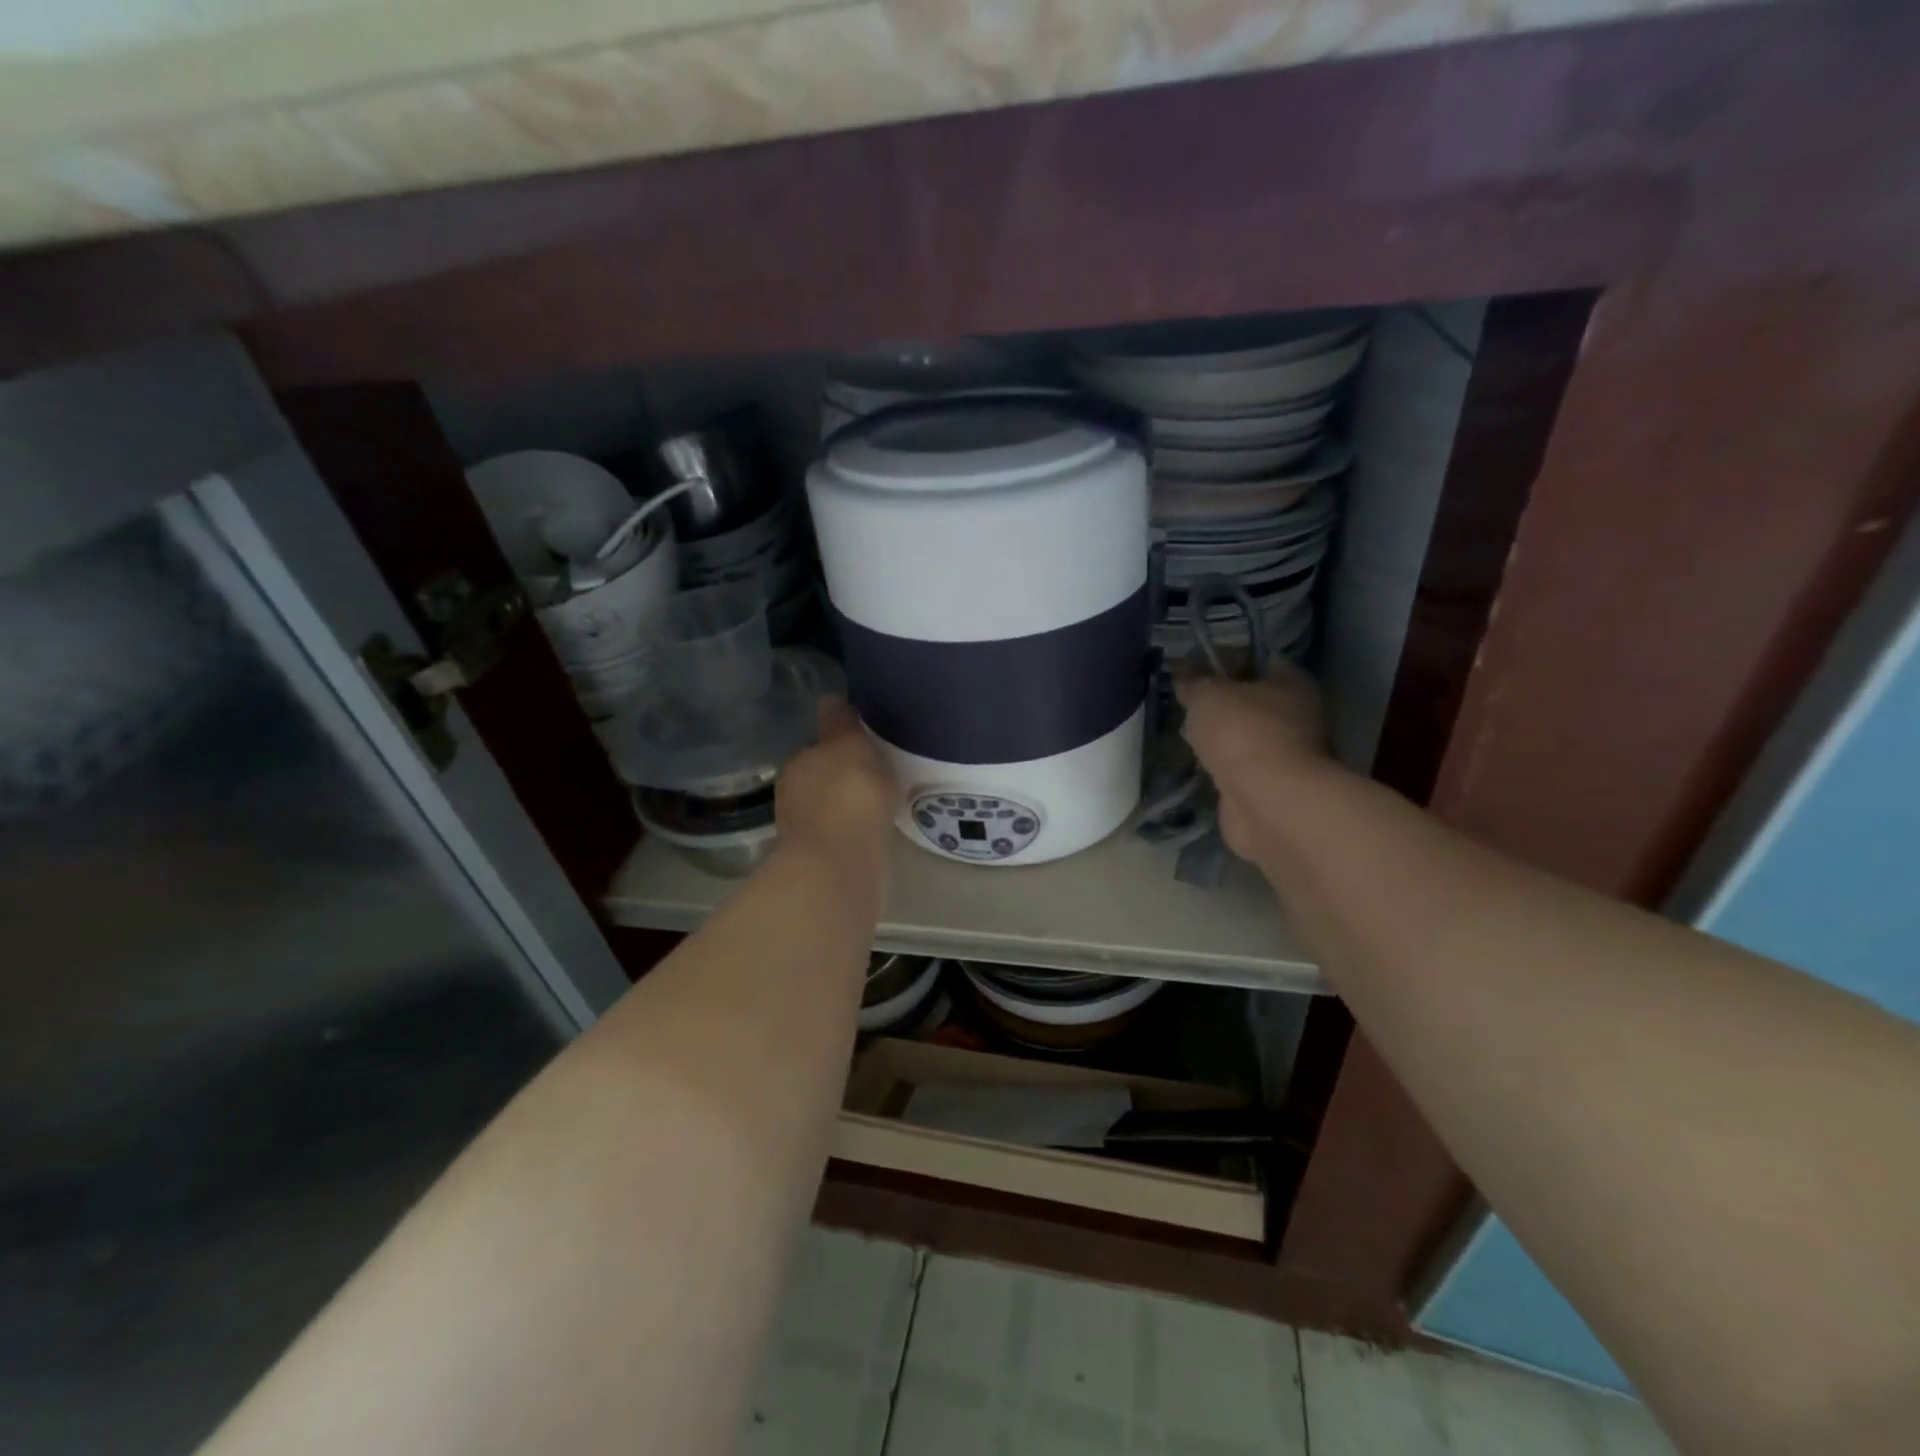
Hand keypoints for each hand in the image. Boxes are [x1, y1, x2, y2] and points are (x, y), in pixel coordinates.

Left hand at [775, 699, 898, 868]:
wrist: (844, 861)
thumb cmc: (849, 791)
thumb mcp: (848, 743)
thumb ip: (840, 722)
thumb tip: (829, 698)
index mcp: (797, 764)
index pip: (817, 749)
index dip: (839, 748)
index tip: (863, 750)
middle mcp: (793, 796)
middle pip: (822, 779)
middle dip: (843, 778)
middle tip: (875, 776)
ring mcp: (805, 832)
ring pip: (831, 810)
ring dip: (848, 807)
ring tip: (879, 805)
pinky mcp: (822, 861)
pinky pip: (843, 836)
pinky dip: (855, 832)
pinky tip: (875, 831)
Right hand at [1175, 665, 1331, 860]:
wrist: (1267, 801)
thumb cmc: (1243, 733)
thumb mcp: (1208, 695)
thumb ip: (1194, 681)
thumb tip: (1183, 672)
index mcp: (1293, 683)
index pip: (1261, 661)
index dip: (1227, 661)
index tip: (1196, 669)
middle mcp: (1299, 715)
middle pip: (1254, 701)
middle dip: (1223, 703)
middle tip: (1189, 704)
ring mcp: (1288, 753)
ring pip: (1247, 735)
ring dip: (1222, 737)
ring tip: (1189, 735)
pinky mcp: (1272, 785)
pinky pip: (1242, 765)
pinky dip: (1224, 765)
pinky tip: (1201, 763)